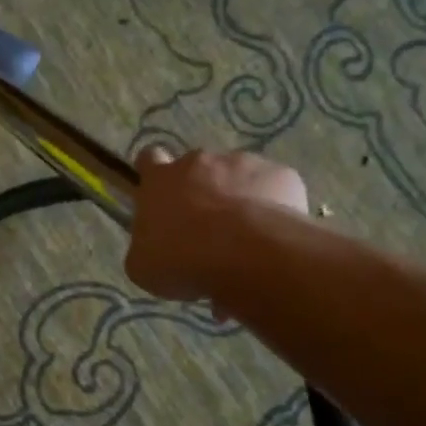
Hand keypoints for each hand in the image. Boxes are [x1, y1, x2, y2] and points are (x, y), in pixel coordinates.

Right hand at [125, 147, 308, 302]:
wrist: (246, 254)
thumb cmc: (182, 259)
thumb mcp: (144, 266)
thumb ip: (146, 246)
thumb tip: (153, 246)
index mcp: (160, 181)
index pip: (149, 159)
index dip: (155, 174)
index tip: (162, 194)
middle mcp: (199, 162)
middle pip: (197, 169)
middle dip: (202, 192)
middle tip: (207, 230)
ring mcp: (243, 163)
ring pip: (239, 178)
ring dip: (238, 200)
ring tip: (245, 239)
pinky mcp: (281, 174)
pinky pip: (275, 189)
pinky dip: (274, 207)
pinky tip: (274, 236)